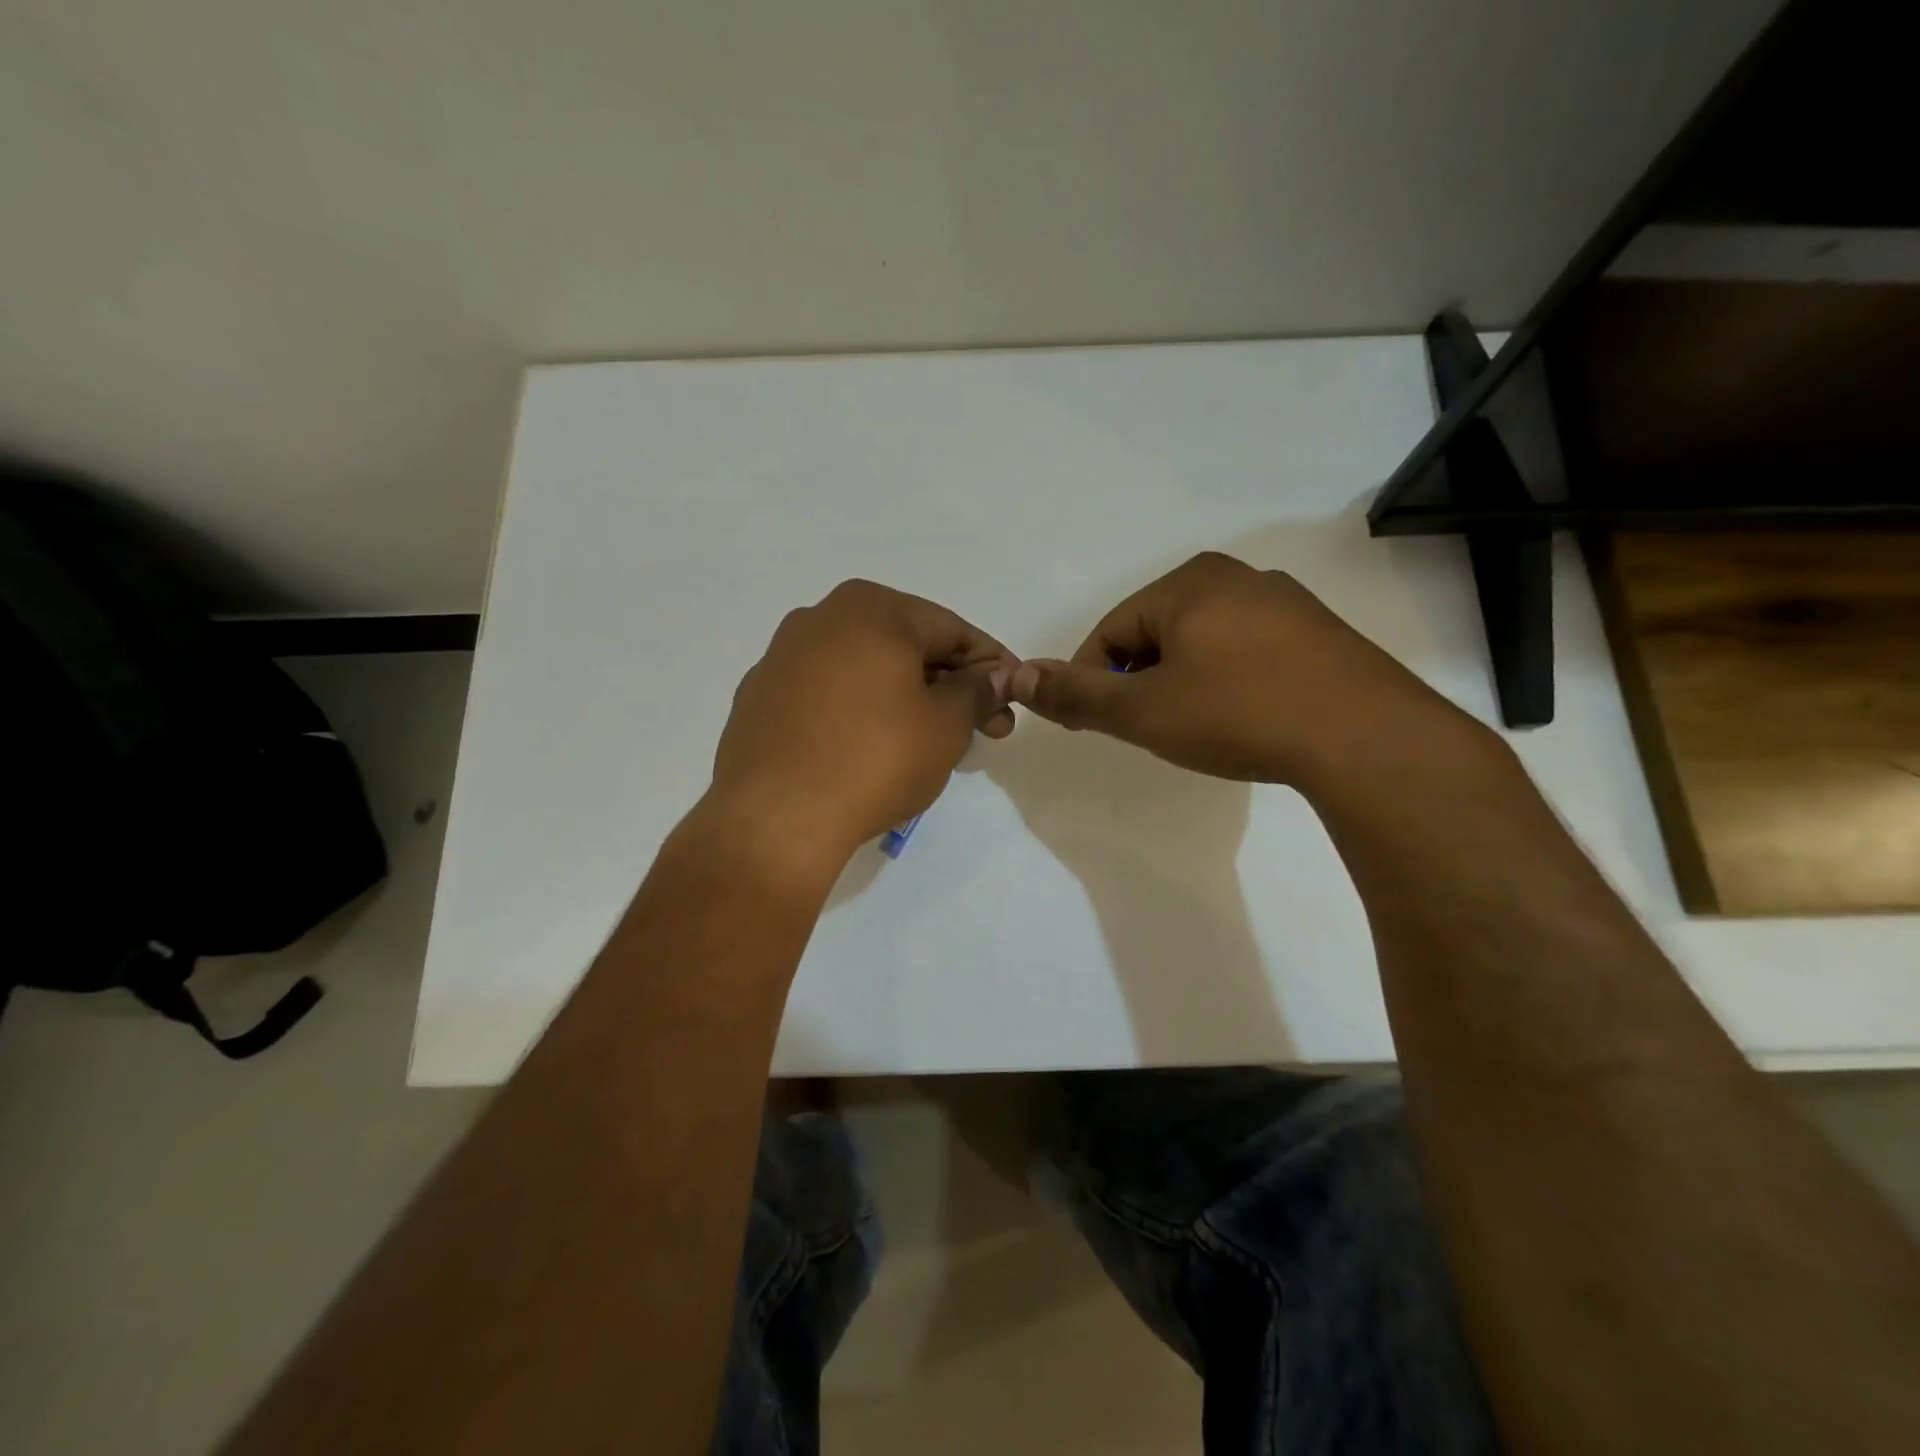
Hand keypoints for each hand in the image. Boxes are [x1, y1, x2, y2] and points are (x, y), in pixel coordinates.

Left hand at [706, 580, 1017, 874]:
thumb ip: (978, 691)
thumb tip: (998, 675)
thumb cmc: (875, 759)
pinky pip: (827, 695)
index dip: (991, 665)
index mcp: (870, 609)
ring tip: (932, 743)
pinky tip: (872, 749)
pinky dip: (859, 711)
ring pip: (865, 670)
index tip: (1014, 696)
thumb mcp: (946, 725)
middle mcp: (820, 618)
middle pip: (906, 647)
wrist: (777, 817)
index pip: (951, 630)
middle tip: (984, 729)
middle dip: (949, 686)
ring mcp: (782, 657)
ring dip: (906, 698)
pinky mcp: (759, 698)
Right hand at [1008, 552, 1480, 788]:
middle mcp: (1236, 577)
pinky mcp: (1317, 633)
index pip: (1110, 631)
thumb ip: (1077, 694)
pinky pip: (1246, 651)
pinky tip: (1241, 718)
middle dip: (1139, 681)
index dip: (1091, 680)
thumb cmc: (1238, 714)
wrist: (1365, 738)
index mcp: (1188, 583)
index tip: (1092, 724)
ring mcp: (1284, 602)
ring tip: (1195, 728)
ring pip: (1201, 643)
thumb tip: (1018, 675)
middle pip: (1155, 633)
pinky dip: (1226, 682)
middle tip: (1147, 729)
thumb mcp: (1144, 712)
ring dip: (1181, 682)